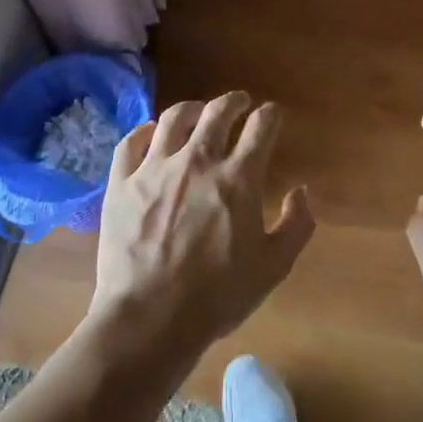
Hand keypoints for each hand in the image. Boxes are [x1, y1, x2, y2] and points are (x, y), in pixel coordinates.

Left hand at [88, 92, 314, 370]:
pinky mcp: (122, 183)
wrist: (149, 319)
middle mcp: (198, 161)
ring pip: (174, 117)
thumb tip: (301, 191)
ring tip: (198, 112)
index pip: (261, 126)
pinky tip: (152, 135)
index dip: (271, 115)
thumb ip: (296, 225)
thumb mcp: (273, 267)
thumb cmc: (217, 296)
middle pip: (218, 111)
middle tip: (239, 104)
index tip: (273, 116)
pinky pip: (132, 142)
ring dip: (193, 108)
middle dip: (234, 102)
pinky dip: (146, 131)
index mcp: (238, 178)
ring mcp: (155, 168)